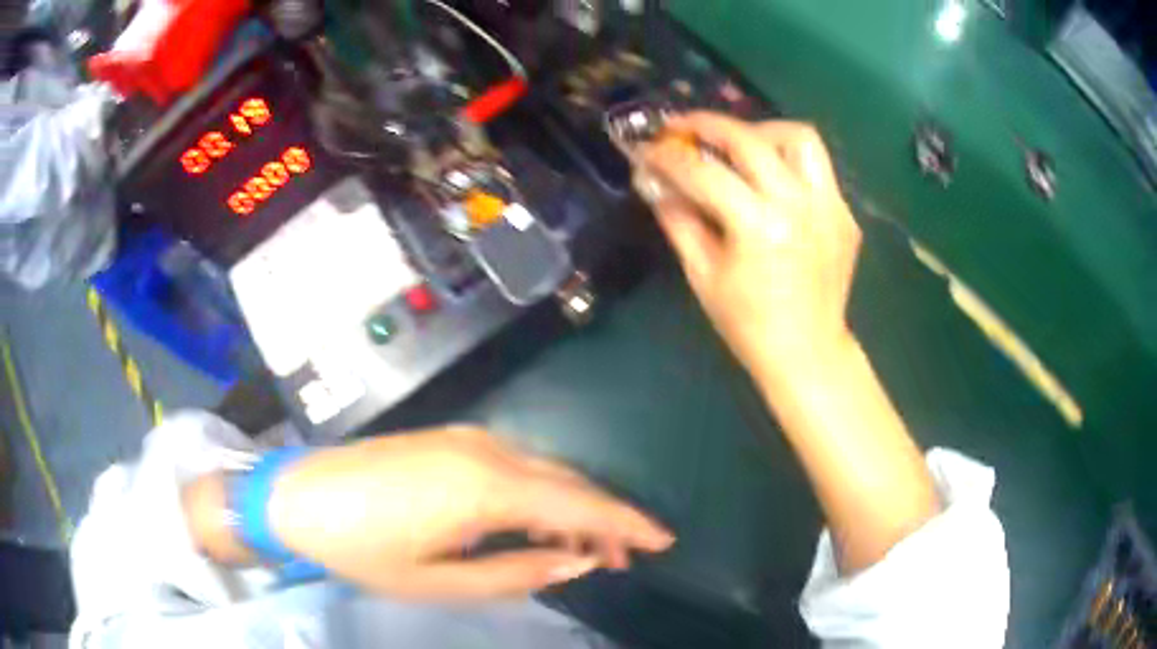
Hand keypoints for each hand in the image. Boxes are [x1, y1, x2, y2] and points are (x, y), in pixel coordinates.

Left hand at [266, 427, 673, 599]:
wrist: (300, 495)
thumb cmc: (364, 548)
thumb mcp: (440, 580)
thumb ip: (516, 571)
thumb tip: (576, 561)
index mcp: (484, 486)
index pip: (578, 501)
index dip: (626, 522)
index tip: (663, 540)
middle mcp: (486, 449)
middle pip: (568, 481)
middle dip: (603, 519)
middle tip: (623, 559)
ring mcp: (467, 438)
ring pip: (544, 470)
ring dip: (572, 507)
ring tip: (586, 549)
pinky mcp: (451, 438)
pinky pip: (516, 464)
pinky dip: (540, 494)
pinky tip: (538, 522)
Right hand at [637, 114, 860, 385]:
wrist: (808, 352)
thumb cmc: (748, 324)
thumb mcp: (702, 275)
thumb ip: (678, 219)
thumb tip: (654, 181)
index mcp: (760, 227)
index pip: (704, 173)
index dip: (669, 157)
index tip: (648, 149)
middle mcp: (799, 204)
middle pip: (751, 139)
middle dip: (708, 125)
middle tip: (683, 127)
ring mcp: (830, 206)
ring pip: (799, 137)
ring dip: (762, 132)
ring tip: (739, 146)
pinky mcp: (844, 213)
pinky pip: (817, 168)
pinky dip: (787, 163)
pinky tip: (770, 183)